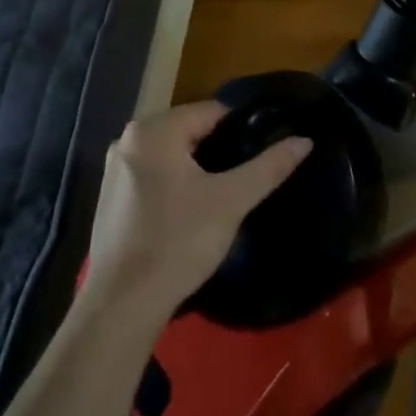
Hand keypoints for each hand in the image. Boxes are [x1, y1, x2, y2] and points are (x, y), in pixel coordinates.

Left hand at [86, 101, 311, 321]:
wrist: (123, 303)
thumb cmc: (178, 242)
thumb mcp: (231, 201)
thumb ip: (268, 167)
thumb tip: (304, 140)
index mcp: (153, 130)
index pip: (211, 111)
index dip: (241, 130)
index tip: (260, 155)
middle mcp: (128, 138)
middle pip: (189, 130)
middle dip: (217, 150)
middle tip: (241, 180)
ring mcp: (114, 168)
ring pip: (170, 153)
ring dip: (195, 168)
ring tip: (221, 197)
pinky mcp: (110, 195)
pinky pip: (152, 174)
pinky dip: (173, 183)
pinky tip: (188, 212)